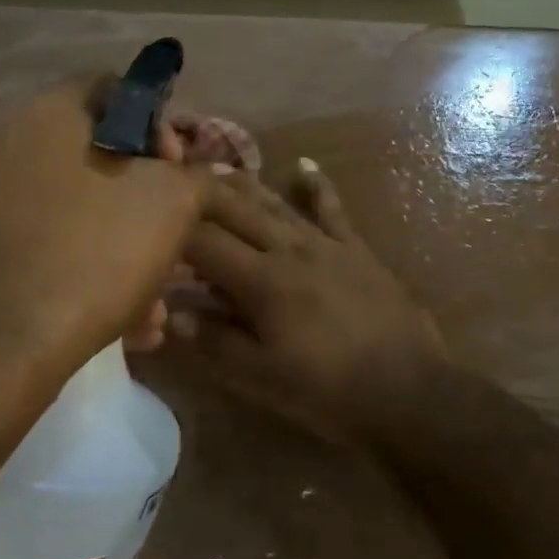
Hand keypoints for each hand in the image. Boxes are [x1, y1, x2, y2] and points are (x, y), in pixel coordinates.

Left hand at [0, 78, 212, 376]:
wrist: (4, 343)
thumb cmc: (97, 250)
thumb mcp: (174, 202)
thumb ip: (195, 175)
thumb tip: (195, 176)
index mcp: (54, 113)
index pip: (120, 89)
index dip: (161, 124)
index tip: (180, 171)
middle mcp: (19, 145)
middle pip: (108, 157)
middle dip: (153, 203)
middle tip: (177, 240)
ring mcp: (0, 199)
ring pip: (90, 211)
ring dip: (133, 251)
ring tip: (156, 306)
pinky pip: (62, 246)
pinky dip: (98, 273)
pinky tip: (128, 323)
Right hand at [175, 159, 449, 440]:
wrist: (408, 390)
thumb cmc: (329, 392)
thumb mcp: (262, 378)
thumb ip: (215, 342)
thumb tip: (171, 317)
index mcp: (263, 281)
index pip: (205, 243)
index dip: (173, 231)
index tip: (150, 224)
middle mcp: (290, 249)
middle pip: (237, 210)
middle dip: (202, 194)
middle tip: (174, 180)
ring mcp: (326, 244)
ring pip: (277, 204)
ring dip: (245, 185)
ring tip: (217, 168)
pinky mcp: (356, 249)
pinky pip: (333, 210)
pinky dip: (318, 187)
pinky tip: (305, 166)